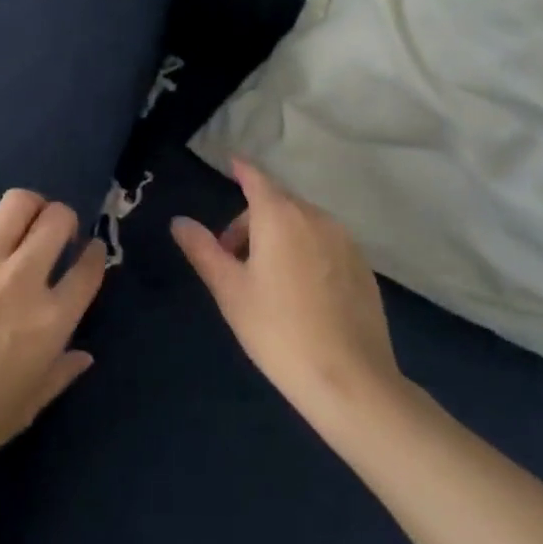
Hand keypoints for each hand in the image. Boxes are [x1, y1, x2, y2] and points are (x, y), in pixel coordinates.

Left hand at [0, 189, 107, 487]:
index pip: (89, 269)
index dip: (96, 253)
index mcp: (51, 321)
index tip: (90, 252)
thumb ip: (59, 374)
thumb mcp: (24, 409)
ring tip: (17, 221)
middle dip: (63, 220)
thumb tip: (83, 354)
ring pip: (18, 202)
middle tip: (52, 235)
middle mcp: (22, 279)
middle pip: (58, 219)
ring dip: (26, 206)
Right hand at [172, 159, 400, 428]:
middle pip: (277, 203)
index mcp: (279, 216)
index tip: (231, 164)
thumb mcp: (229, 290)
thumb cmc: (277, 330)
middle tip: (232, 260)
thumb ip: (203, 249)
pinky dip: (306, 251)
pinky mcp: (363, 267)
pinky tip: (300, 293)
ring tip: (266, 280)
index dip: (241, 170)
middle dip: (252, 220)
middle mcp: (315, 217)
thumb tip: (179, 221)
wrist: (350, 379)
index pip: (256, 179)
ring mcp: (345, 241)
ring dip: (279, 236)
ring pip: (303, 224)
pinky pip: (325, 244)